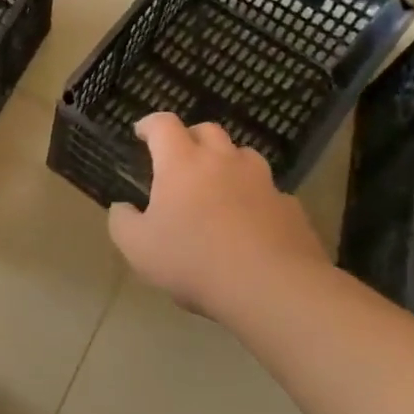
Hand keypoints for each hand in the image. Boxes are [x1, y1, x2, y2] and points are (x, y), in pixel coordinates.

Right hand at [107, 114, 330, 318]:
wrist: (273, 289)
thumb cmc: (194, 261)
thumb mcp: (138, 248)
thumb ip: (122, 221)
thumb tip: (123, 207)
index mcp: (182, 163)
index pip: (164, 124)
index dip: (150, 124)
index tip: (141, 133)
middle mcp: (223, 161)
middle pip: (208, 130)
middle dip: (191, 138)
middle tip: (180, 159)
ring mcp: (262, 182)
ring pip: (243, 156)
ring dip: (227, 163)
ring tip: (218, 187)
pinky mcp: (291, 207)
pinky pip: (268, 192)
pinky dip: (255, 198)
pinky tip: (250, 223)